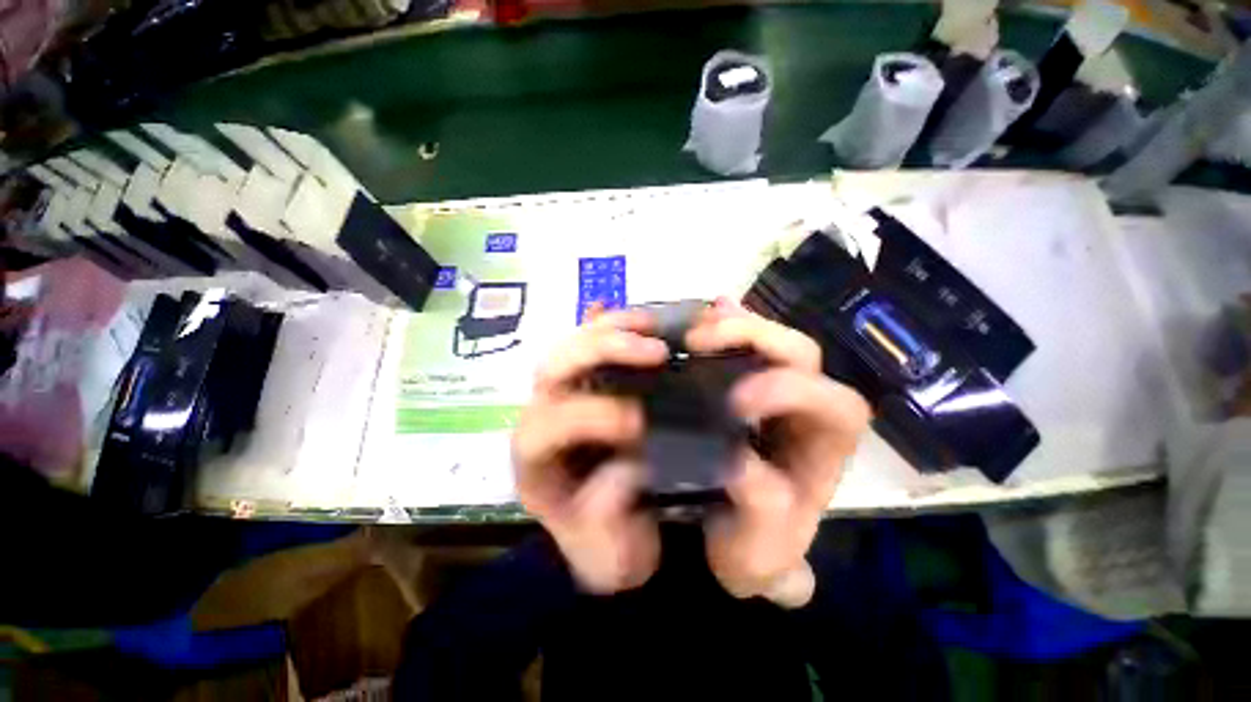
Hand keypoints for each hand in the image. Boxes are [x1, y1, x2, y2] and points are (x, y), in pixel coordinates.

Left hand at [512, 306, 668, 593]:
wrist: (612, 538)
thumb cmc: (607, 548)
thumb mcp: (608, 554)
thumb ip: (608, 519)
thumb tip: (628, 465)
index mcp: (535, 462)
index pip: (546, 425)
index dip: (591, 416)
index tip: (641, 422)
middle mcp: (540, 417)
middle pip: (554, 368)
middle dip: (602, 352)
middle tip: (656, 351)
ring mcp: (562, 394)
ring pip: (571, 346)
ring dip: (611, 330)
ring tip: (653, 326)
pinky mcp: (584, 385)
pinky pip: (589, 343)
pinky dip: (605, 324)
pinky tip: (626, 314)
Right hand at [686, 300, 870, 607]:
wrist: (733, 538)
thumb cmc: (752, 547)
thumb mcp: (757, 554)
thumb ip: (761, 520)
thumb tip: (738, 463)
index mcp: (824, 450)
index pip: (834, 403)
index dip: (787, 391)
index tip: (733, 402)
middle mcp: (808, 409)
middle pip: (800, 352)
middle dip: (755, 337)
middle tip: (699, 341)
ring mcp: (776, 388)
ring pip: (772, 338)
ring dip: (735, 325)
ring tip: (694, 326)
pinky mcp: (746, 382)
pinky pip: (744, 342)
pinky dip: (727, 322)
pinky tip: (706, 312)